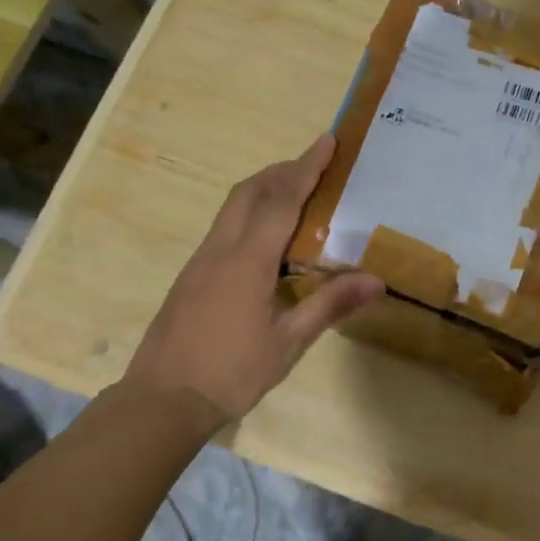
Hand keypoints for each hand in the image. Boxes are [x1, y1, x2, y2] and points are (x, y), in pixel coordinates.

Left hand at [122, 134, 381, 431]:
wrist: (162, 400)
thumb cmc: (230, 371)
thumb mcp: (288, 342)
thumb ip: (330, 305)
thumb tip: (377, 280)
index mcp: (248, 260)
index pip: (282, 200)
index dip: (306, 167)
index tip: (326, 140)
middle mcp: (221, 248)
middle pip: (251, 191)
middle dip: (283, 170)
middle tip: (315, 167)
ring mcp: (201, 260)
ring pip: (233, 206)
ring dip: (264, 189)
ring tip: (297, 195)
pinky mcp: (192, 275)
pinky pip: (225, 226)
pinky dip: (251, 212)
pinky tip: (267, 239)